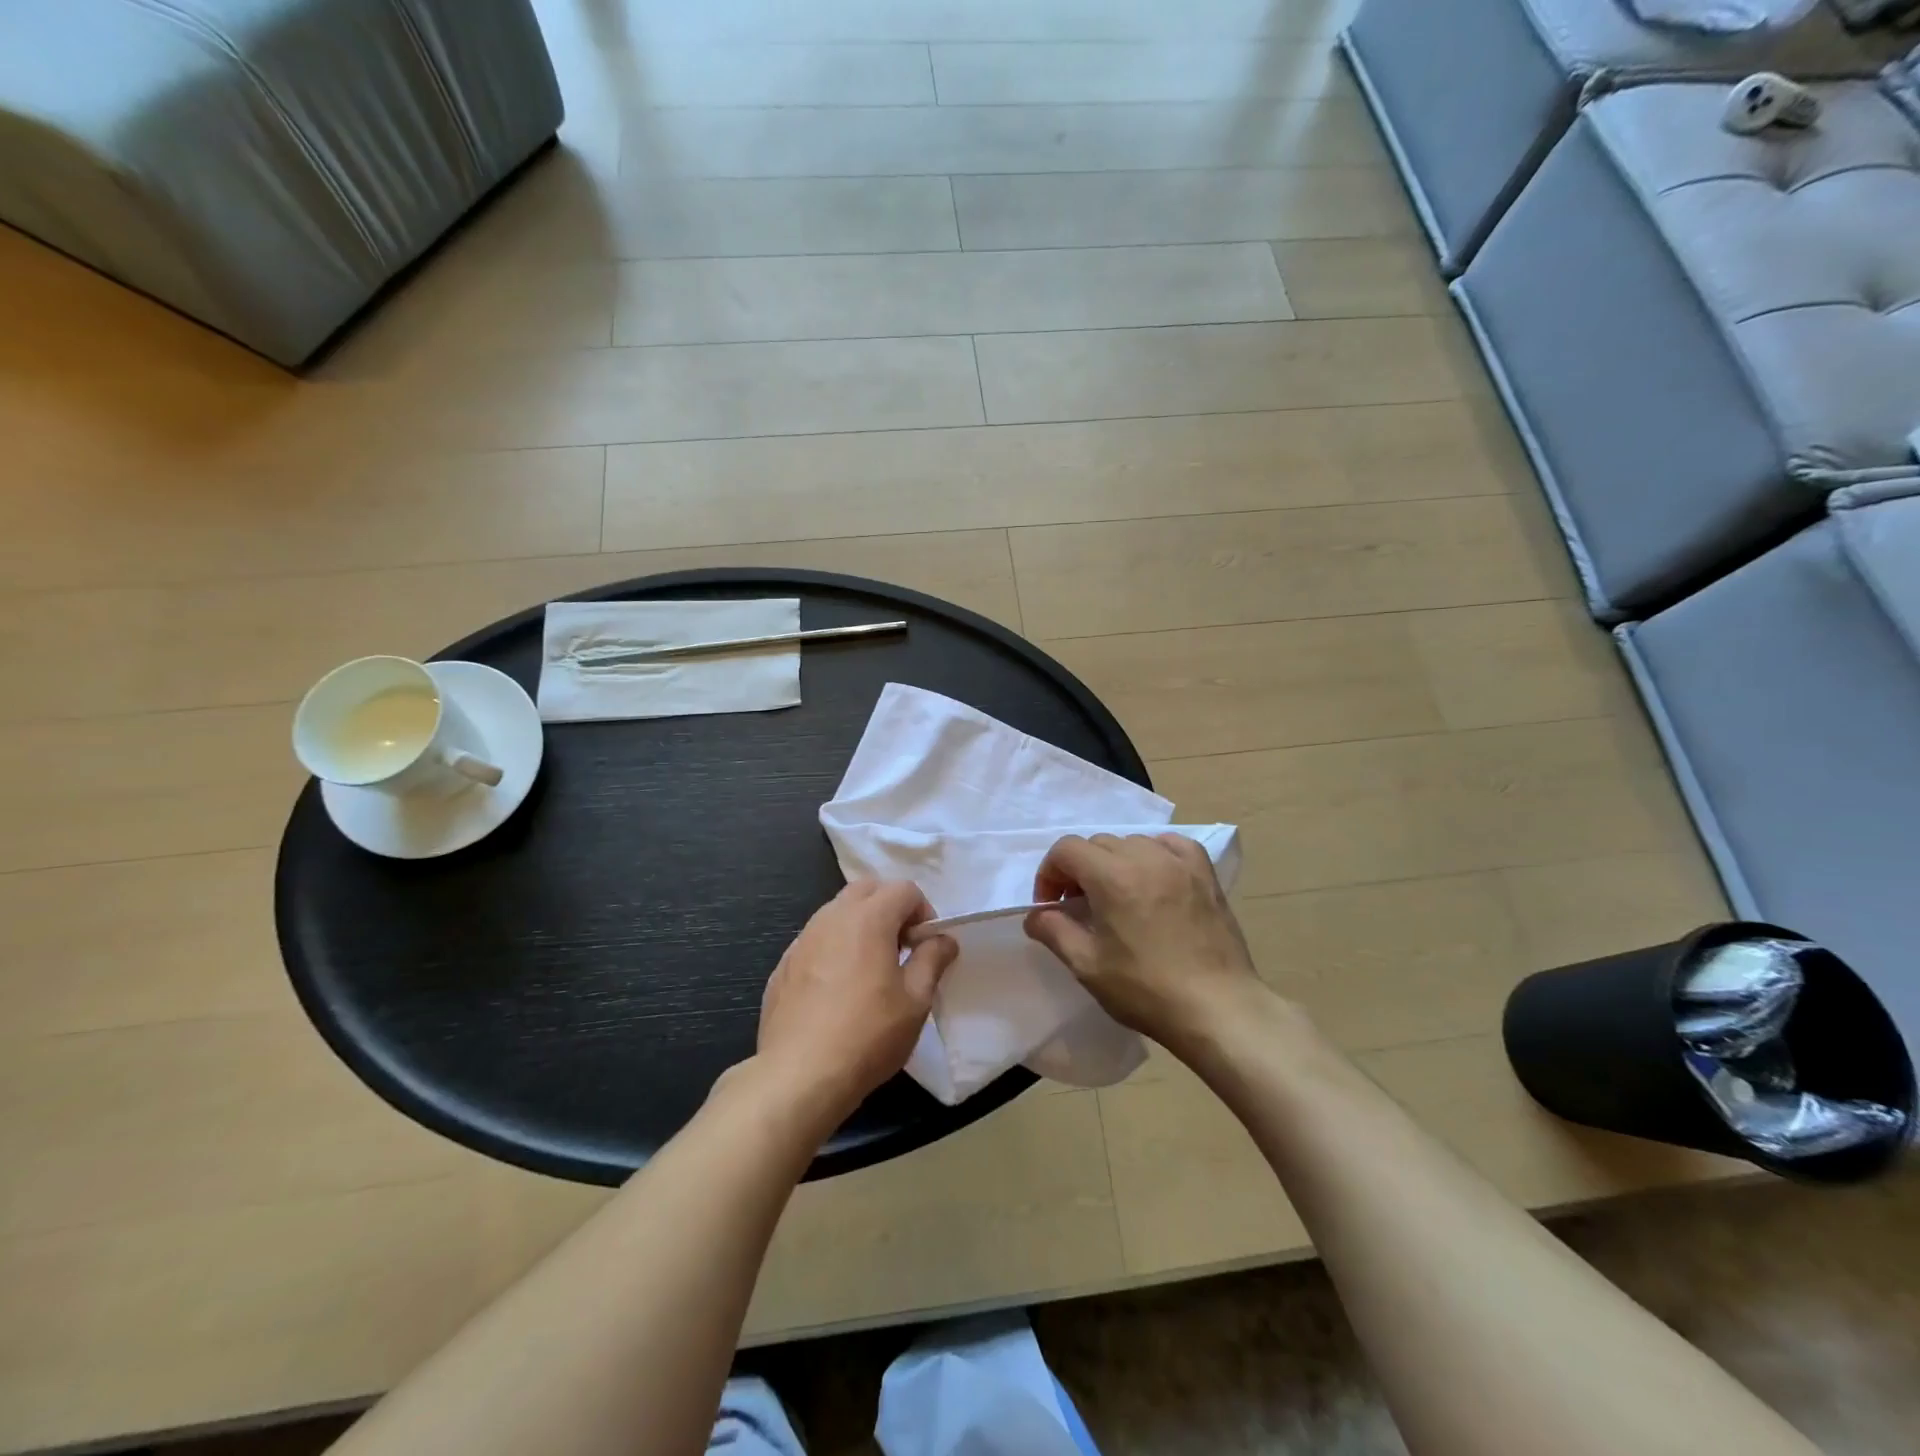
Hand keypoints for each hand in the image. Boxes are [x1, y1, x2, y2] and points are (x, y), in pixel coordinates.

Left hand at [754, 881, 956, 1132]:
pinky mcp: (784, 965)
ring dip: (860, 926)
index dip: (923, 911)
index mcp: (868, 918)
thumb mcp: (915, 1000)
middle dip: (890, 908)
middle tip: (901, 949)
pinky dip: (834, 948)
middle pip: (867, 889)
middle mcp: (831, 917)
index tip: (925, 946)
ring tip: (870, 970)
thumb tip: (943, 938)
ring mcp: (802, 940)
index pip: (904, 889)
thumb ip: (933, 959)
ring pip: (837, 912)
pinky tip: (837, 991)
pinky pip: (816, 940)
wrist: (799, 1076)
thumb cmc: (868, 1035)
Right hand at [1024, 833, 1260, 1056]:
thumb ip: (1053, 931)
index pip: (1066, 849)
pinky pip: (1171, 845)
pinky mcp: (1205, 874)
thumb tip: (1036, 915)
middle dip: (1079, 869)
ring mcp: (1179, 862)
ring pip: (1132, 842)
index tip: (1052, 906)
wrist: (1218, 1009)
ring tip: (1117, 896)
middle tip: (1080, 907)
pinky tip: (1154, 878)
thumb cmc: (1146, 990)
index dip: (1050, 873)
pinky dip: (1153, 854)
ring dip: (1114, 862)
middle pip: (1097, 843)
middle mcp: (1145, 857)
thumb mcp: (1087, 966)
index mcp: (1112, 877)